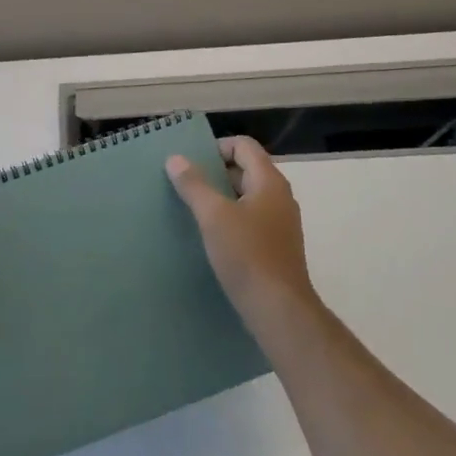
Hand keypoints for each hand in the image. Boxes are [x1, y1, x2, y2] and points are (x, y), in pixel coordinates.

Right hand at [166, 137, 318, 332]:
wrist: (278, 309)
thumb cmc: (246, 254)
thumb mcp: (213, 216)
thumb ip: (194, 184)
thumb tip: (175, 159)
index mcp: (269, 182)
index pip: (244, 146)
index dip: (217, 147)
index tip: (190, 164)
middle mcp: (279, 197)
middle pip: (246, 169)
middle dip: (214, 172)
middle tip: (185, 184)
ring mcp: (280, 222)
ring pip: (246, 196)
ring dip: (220, 196)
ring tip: (191, 208)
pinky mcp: (275, 245)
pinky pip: (249, 218)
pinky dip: (229, 218)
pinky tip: (209, 234)